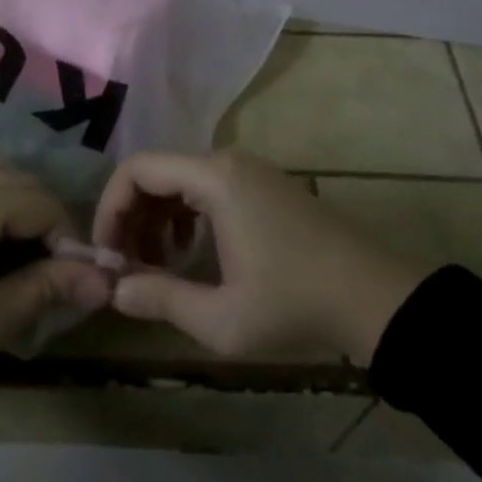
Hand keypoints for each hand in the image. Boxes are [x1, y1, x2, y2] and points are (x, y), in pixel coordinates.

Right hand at [93, 150, 417, 364]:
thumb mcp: (221, 319)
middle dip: (130, 217)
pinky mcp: (263, 185)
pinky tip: (187, 253)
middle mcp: (227, 162)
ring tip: (153, 266)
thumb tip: (114, 292)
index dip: (110, 208)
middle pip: (156, 173)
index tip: (106, 254)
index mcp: (215, 179)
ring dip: (156, 219)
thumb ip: (161, 300)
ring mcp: (249, 171)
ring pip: (180, 181)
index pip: (138, 169)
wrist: (375, 298)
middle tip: (124, 266)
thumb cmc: (295, 304)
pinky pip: (205, 188)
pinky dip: (184, 215)